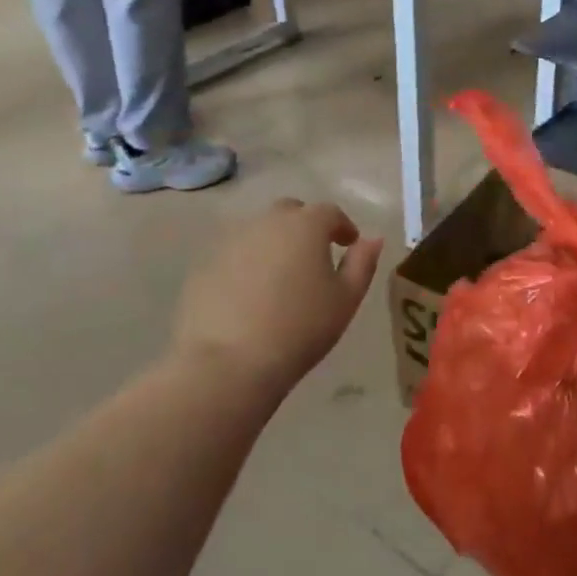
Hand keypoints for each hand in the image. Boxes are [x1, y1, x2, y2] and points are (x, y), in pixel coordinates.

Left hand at [169, 199, 382, 395]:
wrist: (229, 362)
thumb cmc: (300, 328)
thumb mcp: (346, 300)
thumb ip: (362, 264)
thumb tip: (372, 240)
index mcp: (306, 225)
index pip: (330, 213)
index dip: (342, 226)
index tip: (348, 244)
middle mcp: (267, 222)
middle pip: (291, 213)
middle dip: (305, 227)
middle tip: (314, 256)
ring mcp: (231, 241)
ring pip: (260, 232)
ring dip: (274, 244)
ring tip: (282, 277)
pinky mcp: (205, 265)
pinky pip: (234, 256)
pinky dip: (247, 265)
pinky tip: (251, 296)